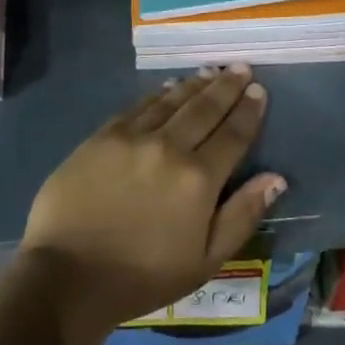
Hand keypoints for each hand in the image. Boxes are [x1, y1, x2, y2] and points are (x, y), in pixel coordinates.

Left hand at [18, 66, 285, 341]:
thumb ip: (242, 215)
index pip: (232, 135)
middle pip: (204, 108)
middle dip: (226, 86)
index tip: (259, 90)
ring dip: (194, 84)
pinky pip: (138, 106)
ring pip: (171, 101)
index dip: (248, 111)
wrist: (69, 274)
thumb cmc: (143, 277)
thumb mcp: (205, 261)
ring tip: (210, 71)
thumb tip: (275, 178)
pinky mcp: (102, 136)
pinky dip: (158, 94)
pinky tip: (167, 88)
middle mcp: (169, 146)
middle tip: (240, 68)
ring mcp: (132, 137)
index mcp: (199, 178)